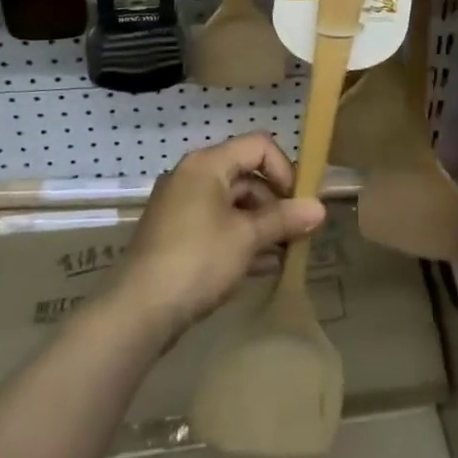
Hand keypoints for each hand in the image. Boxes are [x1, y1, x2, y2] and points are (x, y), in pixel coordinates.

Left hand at [114, 133, 325, 345]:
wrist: (137, 311)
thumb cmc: (197, 260)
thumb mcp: (247, 238)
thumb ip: (284, 220)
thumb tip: (320, 208)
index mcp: (207, 164)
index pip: (258, 146)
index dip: (284, 169)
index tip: (299, 203)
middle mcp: (193, 176)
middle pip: (247, 176)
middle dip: (276, 203)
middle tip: (297, 233)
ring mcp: (182, 207)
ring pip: (233, 205)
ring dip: (262, 225)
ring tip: (285, 254)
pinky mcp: (177, 236)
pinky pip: (218, 226)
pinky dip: (241, 240)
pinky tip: (264, 267)